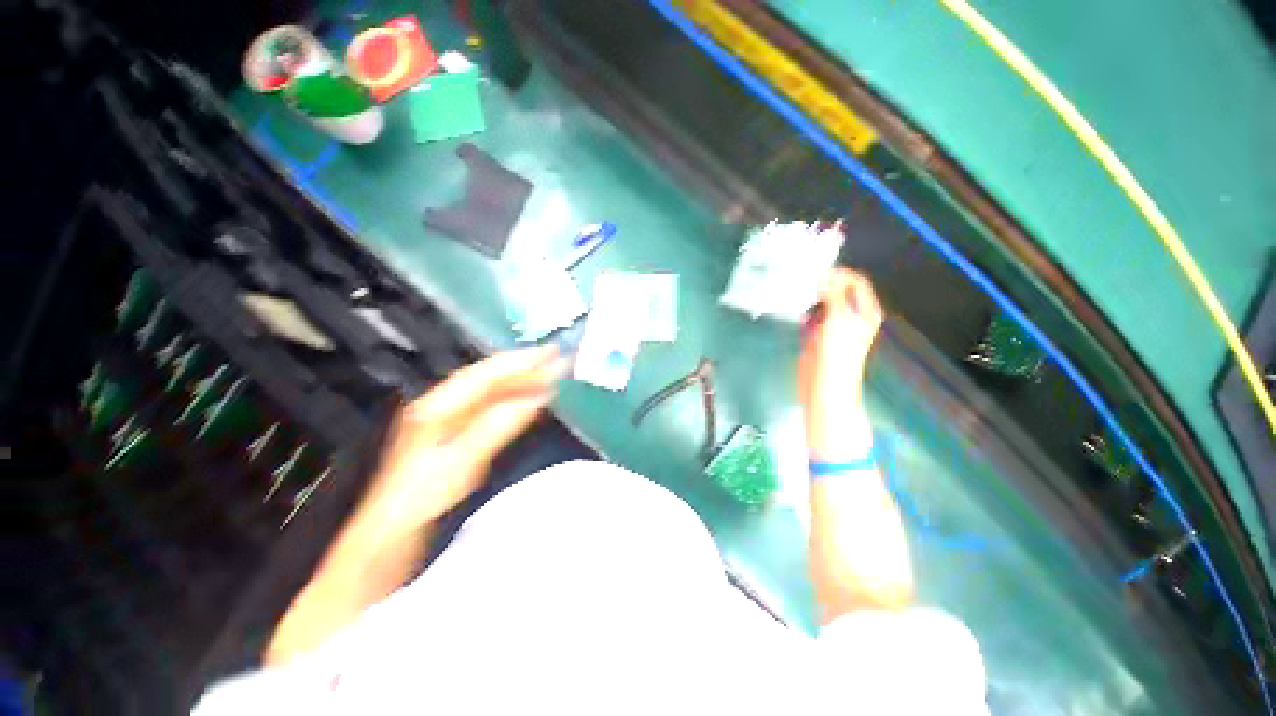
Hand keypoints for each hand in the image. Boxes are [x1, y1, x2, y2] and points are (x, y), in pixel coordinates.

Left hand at [358, 345, 568, 546]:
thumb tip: (533, 400)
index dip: (519, 363)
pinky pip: (488, 406)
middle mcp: (440, 406)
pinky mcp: (452, 433)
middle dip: (522, 365)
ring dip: (519, 380)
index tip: (550, 356)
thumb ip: (495, 427)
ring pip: (488, 390)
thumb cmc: (420, 503)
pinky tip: (528, 398)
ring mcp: (445, 419)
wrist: (387, 536)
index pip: (485, 376)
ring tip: (549, 372)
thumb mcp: (459, 465)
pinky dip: (512, 398)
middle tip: (556, 357)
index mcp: (437, 408)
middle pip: (487, 378)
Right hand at [798, 269, 883, 460]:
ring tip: (794, 288)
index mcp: (863, 311)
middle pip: (837, 290)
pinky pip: (809, 315)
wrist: (824, 385)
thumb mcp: (838, 319)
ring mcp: (832, 326)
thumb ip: (833, 294)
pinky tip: (792, 306)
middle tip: (801, 276)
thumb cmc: (837, 353)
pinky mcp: (816, 335)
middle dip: (821, 283)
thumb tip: (824, 274)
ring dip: (809, 295)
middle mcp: (850, 315)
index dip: (838, 273)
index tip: (816, 270)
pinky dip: (801, 309)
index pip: (854, 281)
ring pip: (820, 302)